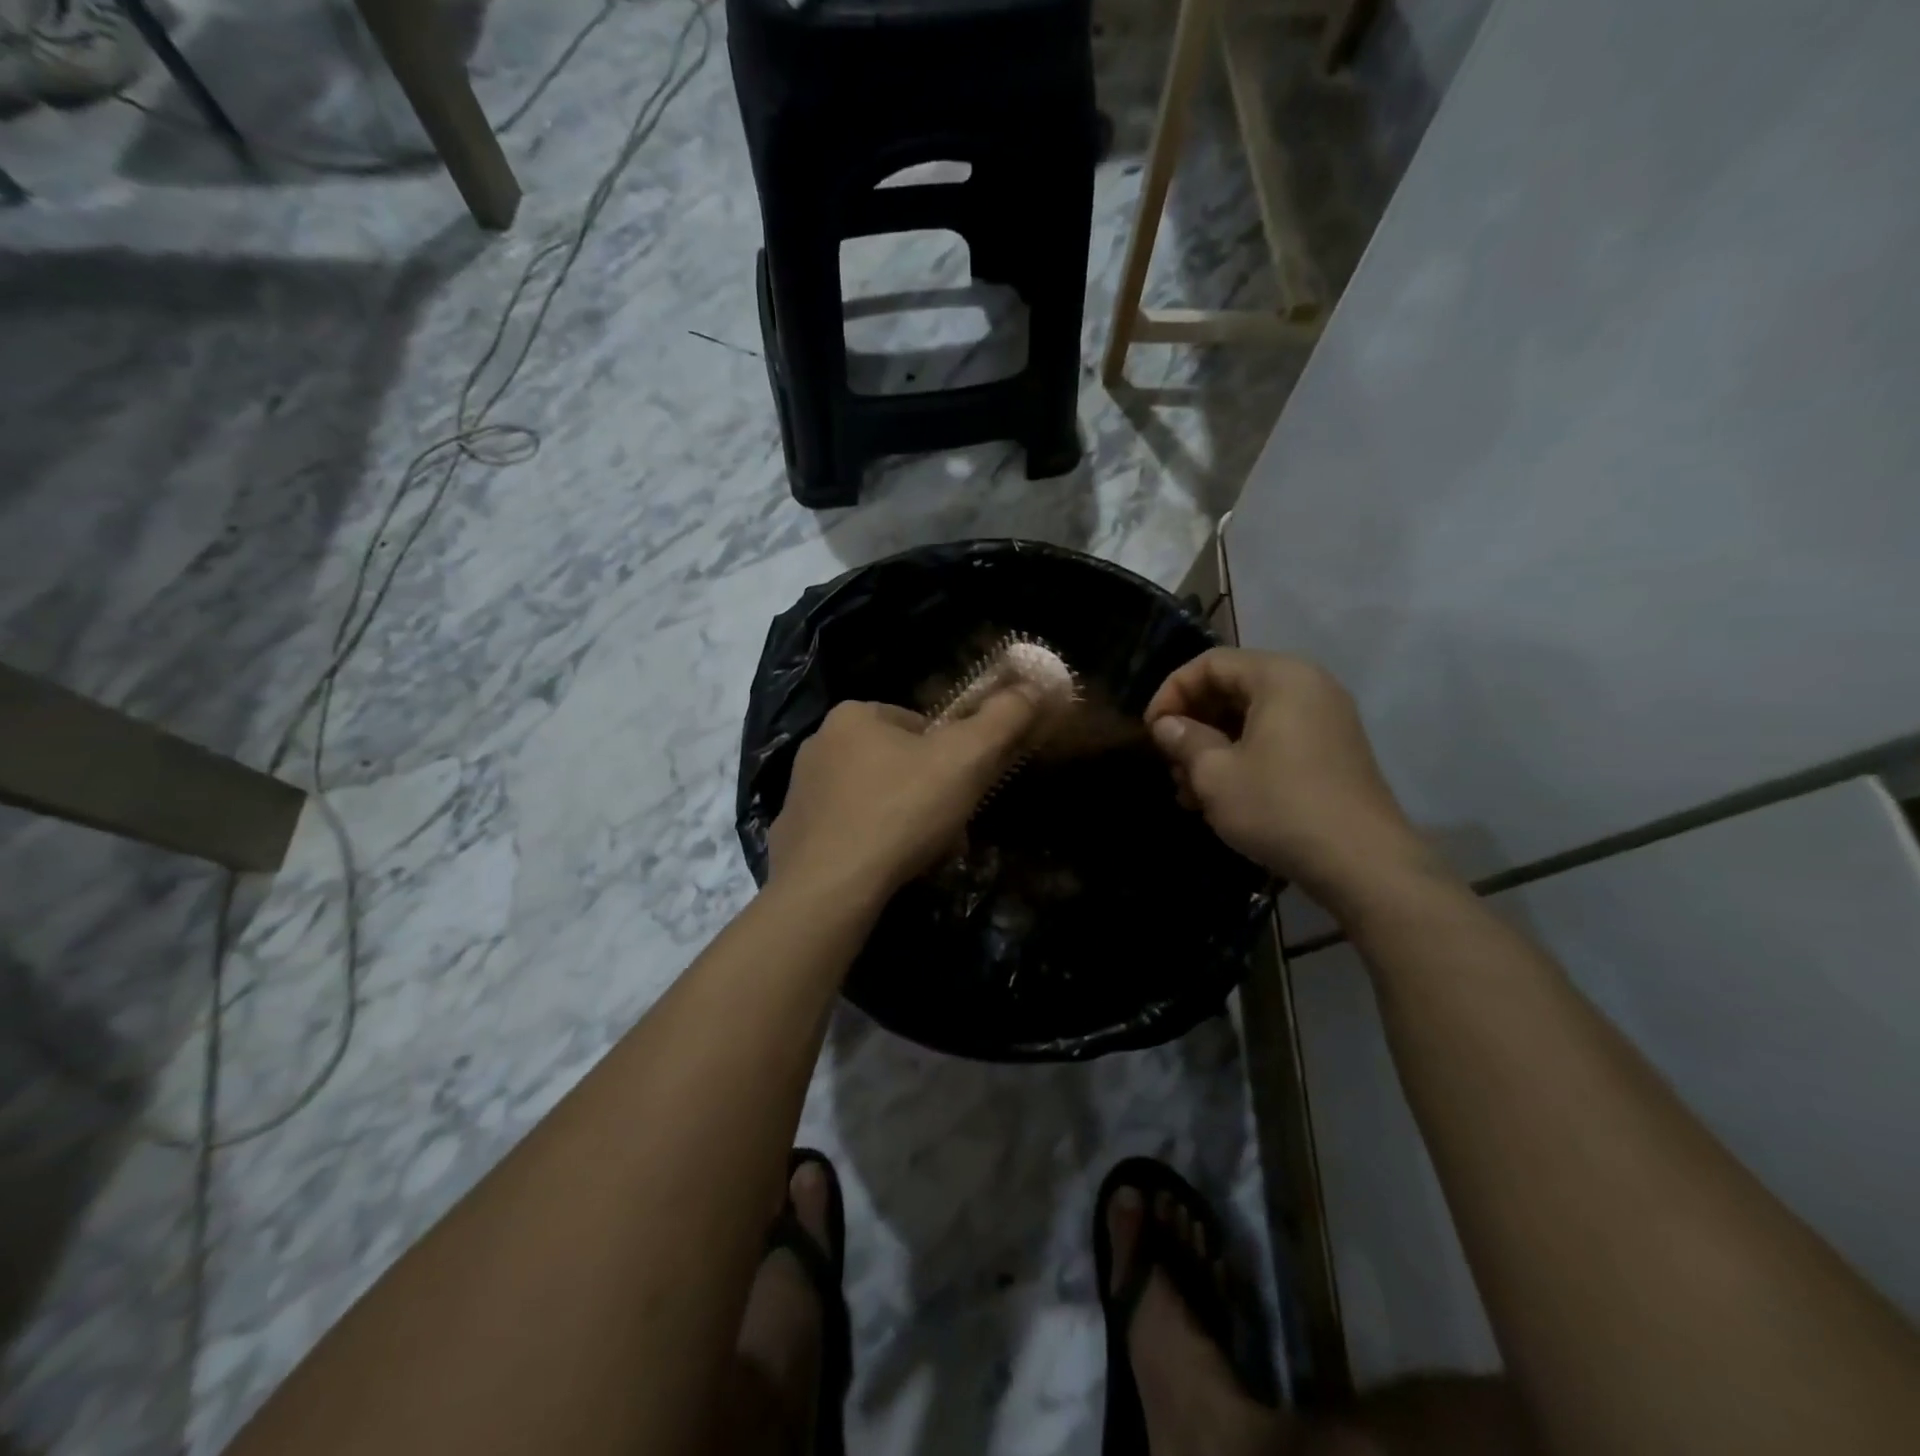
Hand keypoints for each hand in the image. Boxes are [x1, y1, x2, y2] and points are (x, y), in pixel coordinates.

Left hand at [768, 690, 1037, 903]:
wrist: (829, 888)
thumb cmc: (901, 812)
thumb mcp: (966, 759)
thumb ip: (1002, 718)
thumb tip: (1032, 688)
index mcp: (853, 715)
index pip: (919, 725)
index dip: (950, 758)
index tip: (963, 792)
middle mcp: (819, 743)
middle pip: (896, 763)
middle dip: (928, 794)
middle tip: (950, 830)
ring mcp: (800, 791)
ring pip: (873, 798)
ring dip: (904, 821)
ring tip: (923, 856)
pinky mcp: (792, 833)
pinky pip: (845, 830)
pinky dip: (870, 844)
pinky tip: (885, 870)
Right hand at [1144, 648, 1435, 915]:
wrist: (1363, 863)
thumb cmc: (1279, 806)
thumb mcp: (1215, 773)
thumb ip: (1184, 739)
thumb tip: (1165, 725)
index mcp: (1280, 677)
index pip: (1210, 664)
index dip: (1171, 693)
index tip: (1150, 732)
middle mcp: (1308, 686)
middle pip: (1231, 688)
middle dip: (1192, 724)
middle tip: (1169, 763)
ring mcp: (1324, 720)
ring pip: (1250, 719)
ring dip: (1212, 748)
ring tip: (1188, 791)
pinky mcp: (1331, 752)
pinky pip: (1274, 739)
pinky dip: (1242, 759)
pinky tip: (1219, 799)